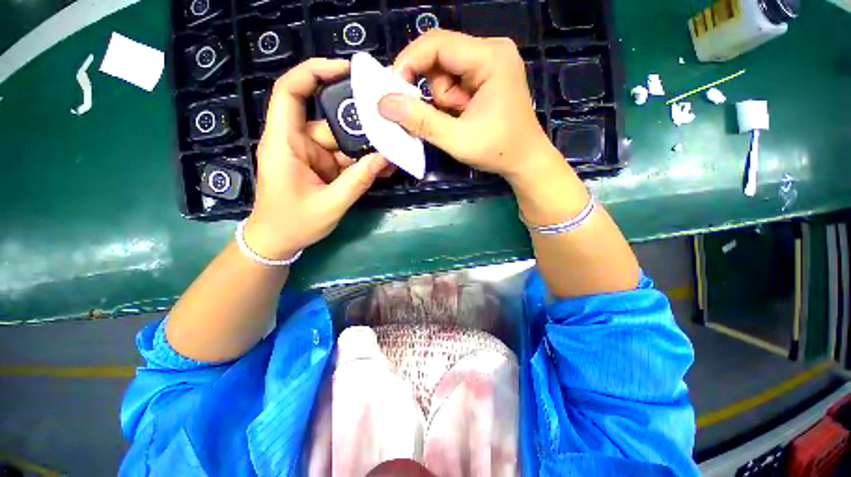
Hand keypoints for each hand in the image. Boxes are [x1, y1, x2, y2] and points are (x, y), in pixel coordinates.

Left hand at [245, 58, 389, 260]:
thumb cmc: (293, 223)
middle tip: (389, 124)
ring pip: (343, 142)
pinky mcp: (322, 168)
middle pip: (329, 120)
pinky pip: (345, 159)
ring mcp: (312, 156)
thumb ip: (357, 181)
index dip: (314, 72)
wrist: (278, 241)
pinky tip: (382, 167)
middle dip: (359, 123)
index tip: (346, 70)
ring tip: (392, 154)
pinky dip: (363, 163)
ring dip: (366, 149)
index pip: (291, 92)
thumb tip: (384, 159)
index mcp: (285, 143)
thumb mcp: (329, 205)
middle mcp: (298, 142)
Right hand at [377, 30, 555, 180]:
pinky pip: (455, 83)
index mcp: (490, 57)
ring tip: (460, 122)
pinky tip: (463, 118)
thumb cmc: (498, 150)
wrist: (525, 160)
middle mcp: (491, 51)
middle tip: (441, 118)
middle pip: (440, 58)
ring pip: (445, 73)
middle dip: (433, 92)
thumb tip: (384, 104)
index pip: (437, 43)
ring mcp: (490, 63)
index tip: (393, 92)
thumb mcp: (456, 139)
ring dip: (443, 101)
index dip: (408, 63)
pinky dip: (450, 103)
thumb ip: (420, 121)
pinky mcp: (487, 77)